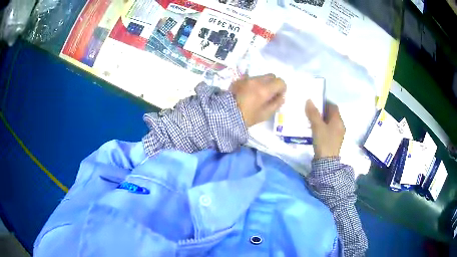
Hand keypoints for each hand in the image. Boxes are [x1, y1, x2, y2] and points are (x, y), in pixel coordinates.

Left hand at [230, 74, 285, 126]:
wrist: (225, 115)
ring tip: (257, 95)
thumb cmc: (247, 117)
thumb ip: (276, 104)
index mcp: (264, 89)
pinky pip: (251, 79)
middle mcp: (256, 81)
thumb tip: (281, 96)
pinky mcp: (238, 80)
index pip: (280, 81)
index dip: (282, 88)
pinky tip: (248, 94)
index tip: (278, 96)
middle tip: (269, 94)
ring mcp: (246, 79)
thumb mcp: (265, 114)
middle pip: (271, 76)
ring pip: (261, 77)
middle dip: (273, 84)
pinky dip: (253, 84)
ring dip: (263, 83)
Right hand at [305, 100, 344, 158]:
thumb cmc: (324, 141)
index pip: (333, 106)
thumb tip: (309, 100)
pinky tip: (315, 129)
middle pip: (332, 114)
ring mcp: (338, 133)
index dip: (325, 102)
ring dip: (322, 119)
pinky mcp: (334, 140)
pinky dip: (323, 126)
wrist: (326, 161)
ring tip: (312, 119)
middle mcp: (340, 125)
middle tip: (312, 110)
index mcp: (338, 120)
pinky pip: (329, 129)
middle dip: (322, 111)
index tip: (315, 102)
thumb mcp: (317, 126)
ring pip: (330, 122)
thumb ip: (313, 113)